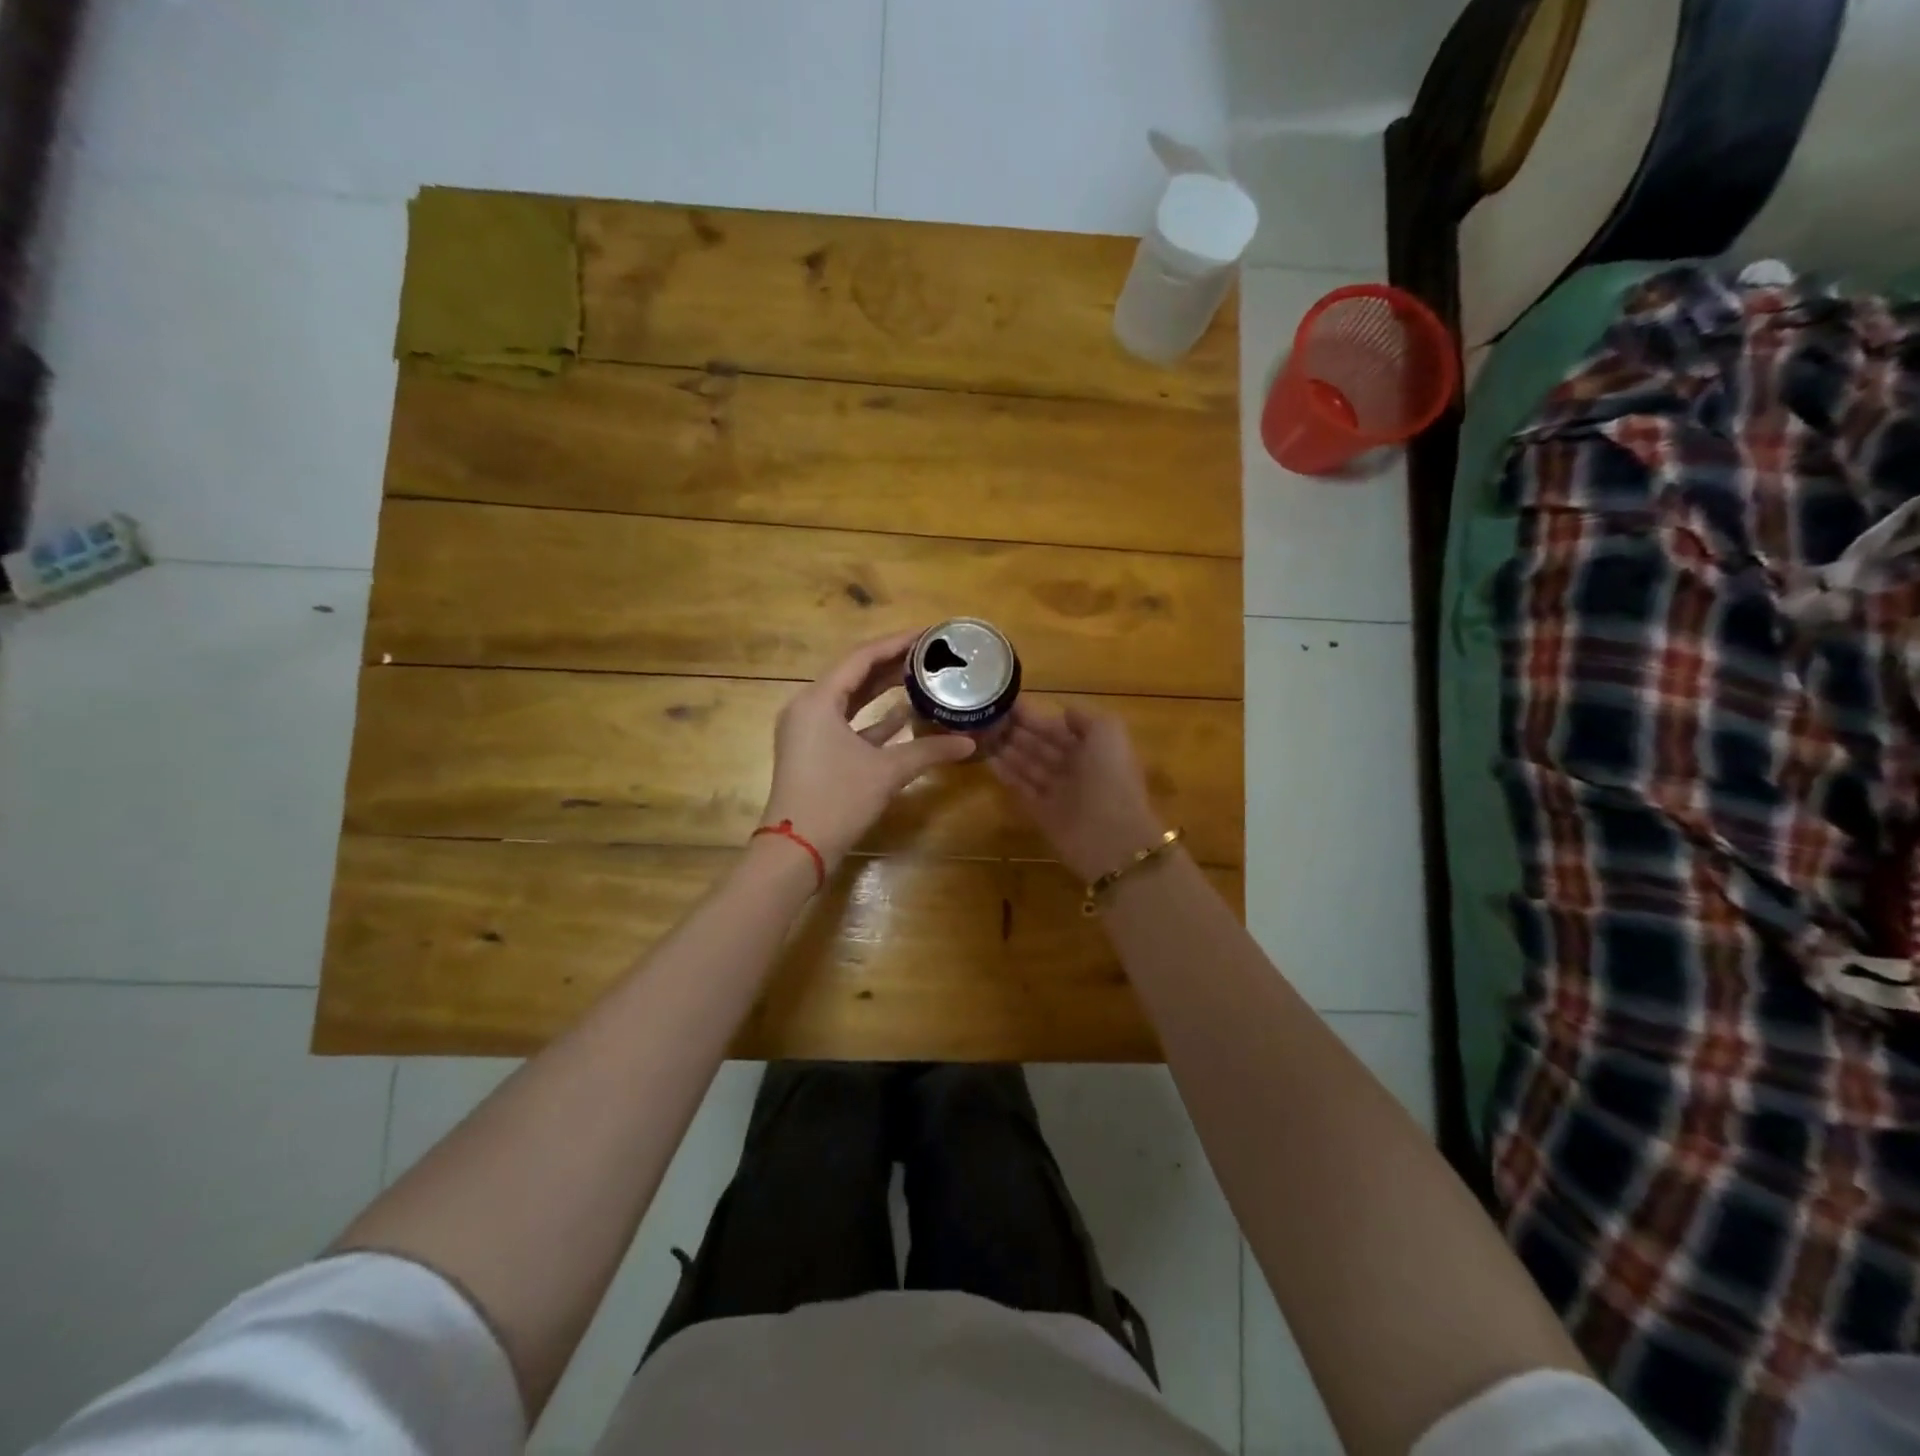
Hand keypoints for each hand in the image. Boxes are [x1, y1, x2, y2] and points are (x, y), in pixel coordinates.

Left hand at [762, 630, 977, 869]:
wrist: (796, 849)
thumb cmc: (837, 800)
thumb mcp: (887, 772)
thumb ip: (929, 751)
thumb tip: (969, 742)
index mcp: (819, 700)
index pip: (861, 657)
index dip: (896, 643)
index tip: (928, 634)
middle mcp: (808, 707)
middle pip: (854, 674)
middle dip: (892, 663)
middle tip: (929, 653)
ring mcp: (808, 730)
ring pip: (851, 699)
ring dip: (883, 689)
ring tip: (921, 676)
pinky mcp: (814, 751)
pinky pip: (846, 722)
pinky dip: (873, 718)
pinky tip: (905, 715)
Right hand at [989, 701, 1166, 883]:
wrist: (1111, 836)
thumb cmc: (1110, 777)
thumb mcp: (1108, 732)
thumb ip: (1085, 718)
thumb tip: (1064, 712)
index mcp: (1094, 749)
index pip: (1060, 729)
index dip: (1037, 717)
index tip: (1009, 703)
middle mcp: (1076, 770)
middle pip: (1042, 747)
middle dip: (1018, 733)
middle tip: (989, 718)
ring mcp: (1059, 793)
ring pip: (1030, 767)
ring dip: (1009, 751)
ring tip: (983, 735)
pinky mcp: (1043, 814)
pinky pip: (1022, 790)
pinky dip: (1007, 776)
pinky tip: (988, 761)